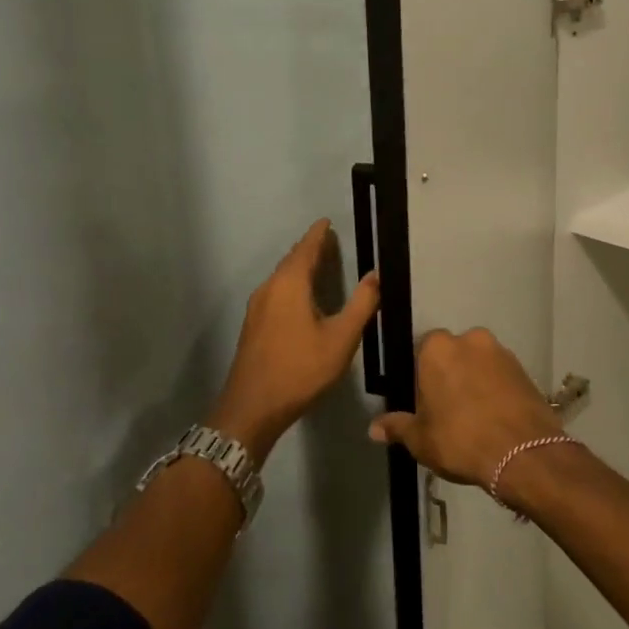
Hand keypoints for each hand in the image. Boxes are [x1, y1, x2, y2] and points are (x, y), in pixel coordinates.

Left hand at [211, 219, 380, 463]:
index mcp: (289, 284)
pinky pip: (276, 292)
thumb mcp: (342, 338)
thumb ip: (361, 304)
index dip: (318, 234)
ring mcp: (257, 307)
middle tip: (329, 241)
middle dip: (310, 249)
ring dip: (300, 267)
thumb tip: (376, 274)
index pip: (306, 248)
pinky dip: (291, 284)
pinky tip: (301, 297)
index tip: (328, 222)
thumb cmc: (301, 369)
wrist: (253, 407)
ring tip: (319, 265)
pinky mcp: (253, 325)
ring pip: (281, 277)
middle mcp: (269, 288)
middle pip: (291, 260)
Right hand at [368, 328, 559, 488]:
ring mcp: (501, 352)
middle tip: (447, 412)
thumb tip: (374, 428)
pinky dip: (495, 390)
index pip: (419, 354)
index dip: (419, 379)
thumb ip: (397, 427)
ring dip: (474, 382)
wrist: (523, 453)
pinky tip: (494, 418)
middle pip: (451, 355)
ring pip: (478, 364)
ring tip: (474, 418)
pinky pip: (500, 376)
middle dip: (448, 376)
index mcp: (437, 348)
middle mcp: (470, 339)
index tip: (423, 404)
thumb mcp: (420, 439)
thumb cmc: (460, 440)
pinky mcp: (524, 369)